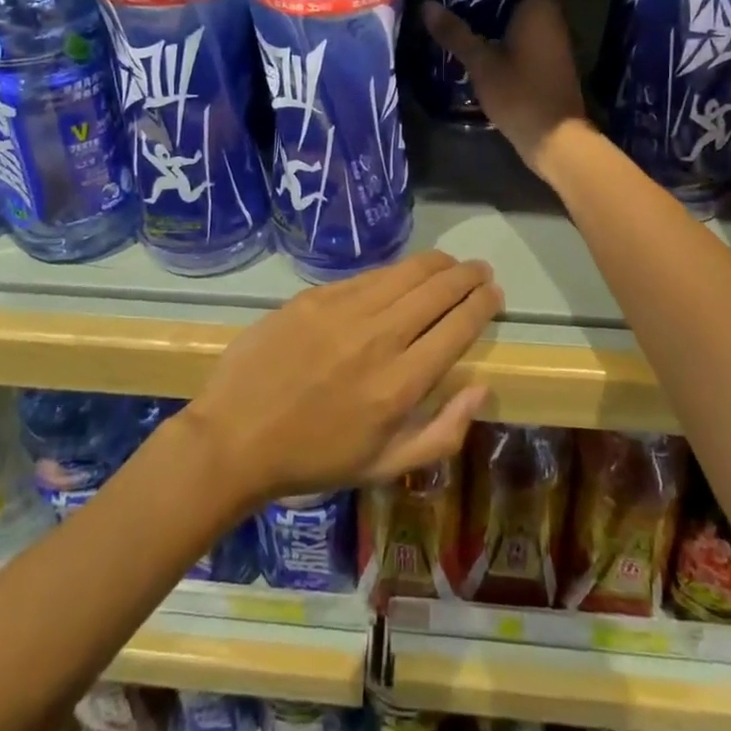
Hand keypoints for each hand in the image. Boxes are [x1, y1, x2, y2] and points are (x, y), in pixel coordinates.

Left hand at [182, 252, 501, 504]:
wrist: (235, 437)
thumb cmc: (314, 459)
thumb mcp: (385, 467)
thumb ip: (442, 432)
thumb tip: (480, 388)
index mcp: (400, 385)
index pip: (457, 328)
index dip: (482, 304)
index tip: (494, 294)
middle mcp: (379, 339)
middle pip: (437, 291)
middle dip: (467, 276)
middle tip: (480, 271)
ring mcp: (343, 312)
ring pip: (405, 273)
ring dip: (436, 264)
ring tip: (451, 263)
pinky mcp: (314, 297)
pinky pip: (367, 276)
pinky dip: (393, 272)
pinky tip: (401, 274)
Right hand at [423, 0, 591, 181]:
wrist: (554, 138)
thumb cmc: (519, 92)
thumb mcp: (481, 62)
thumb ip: (455, 33)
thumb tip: (427, 5)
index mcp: (540, 9)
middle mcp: (553, 20)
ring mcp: (555, 43)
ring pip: (528, 17)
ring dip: (503, 14)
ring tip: (466, 10)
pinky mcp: (550, 63)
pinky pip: (530, 37)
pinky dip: (510, 34)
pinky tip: (483, 40)